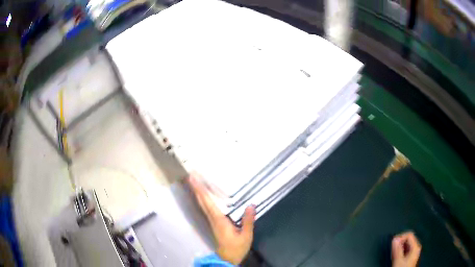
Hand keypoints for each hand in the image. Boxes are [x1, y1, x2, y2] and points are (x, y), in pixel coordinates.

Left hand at [188, 175, 255, 264]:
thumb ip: (248, 221)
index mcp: (219, 220)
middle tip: (191, 175)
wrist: (228, 258)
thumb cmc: (236, 248)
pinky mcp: (214, 223)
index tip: (194, 179)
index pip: (208, 202)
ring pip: (203, 204)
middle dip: (196, 188)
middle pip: (202, 201)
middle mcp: (213, 219)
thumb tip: (251, 205)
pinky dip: (203, 199)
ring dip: (198, 193)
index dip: (201, 190)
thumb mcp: (246, 236)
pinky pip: (206, 208)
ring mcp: (212, 221)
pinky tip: (204, 196)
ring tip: (195, 182)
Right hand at [392, 232, 421, 266]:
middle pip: (408, 240)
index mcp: (416, 247)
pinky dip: (401, 251)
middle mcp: (416, 248)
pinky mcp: (411, 257)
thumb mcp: (399, 260)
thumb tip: (394, 239)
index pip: (409, 235)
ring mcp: (414, 253)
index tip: (393, 242)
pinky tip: (396, 256)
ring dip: (399, 248)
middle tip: (393, 248)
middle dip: (400, 243)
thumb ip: (397, 249)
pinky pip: (406, 250)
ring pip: (406, 245)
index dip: (401, 237)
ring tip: (393, 253)